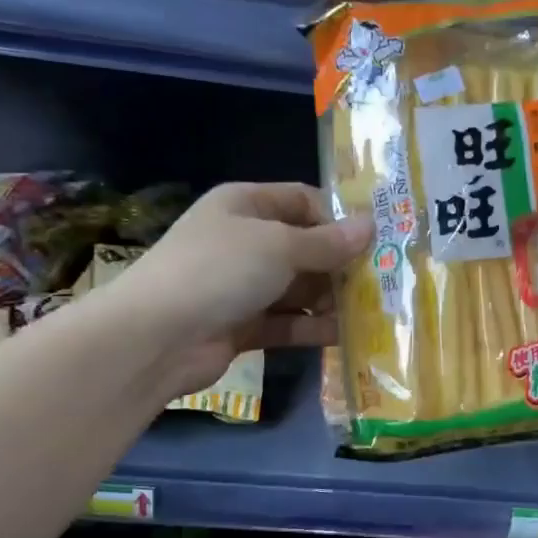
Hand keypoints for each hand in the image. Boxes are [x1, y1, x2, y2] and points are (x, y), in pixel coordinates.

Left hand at [107, 183, 369, 395]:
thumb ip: (328, 242)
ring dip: (330, 298)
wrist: (155, 337)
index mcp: (245, 204)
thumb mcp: (279, 246)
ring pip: (298, 287)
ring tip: (372, 310)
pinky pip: (286, 321)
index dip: (338, 217)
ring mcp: (241, 285)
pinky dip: (312, 326)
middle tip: (382, 279)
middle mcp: (244, 240)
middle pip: (304, 246)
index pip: (302, 200)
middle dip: (340, 263)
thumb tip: (371, 226)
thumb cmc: (220, 270)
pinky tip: (345, 334)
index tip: (375, 239)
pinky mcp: (242, 325)